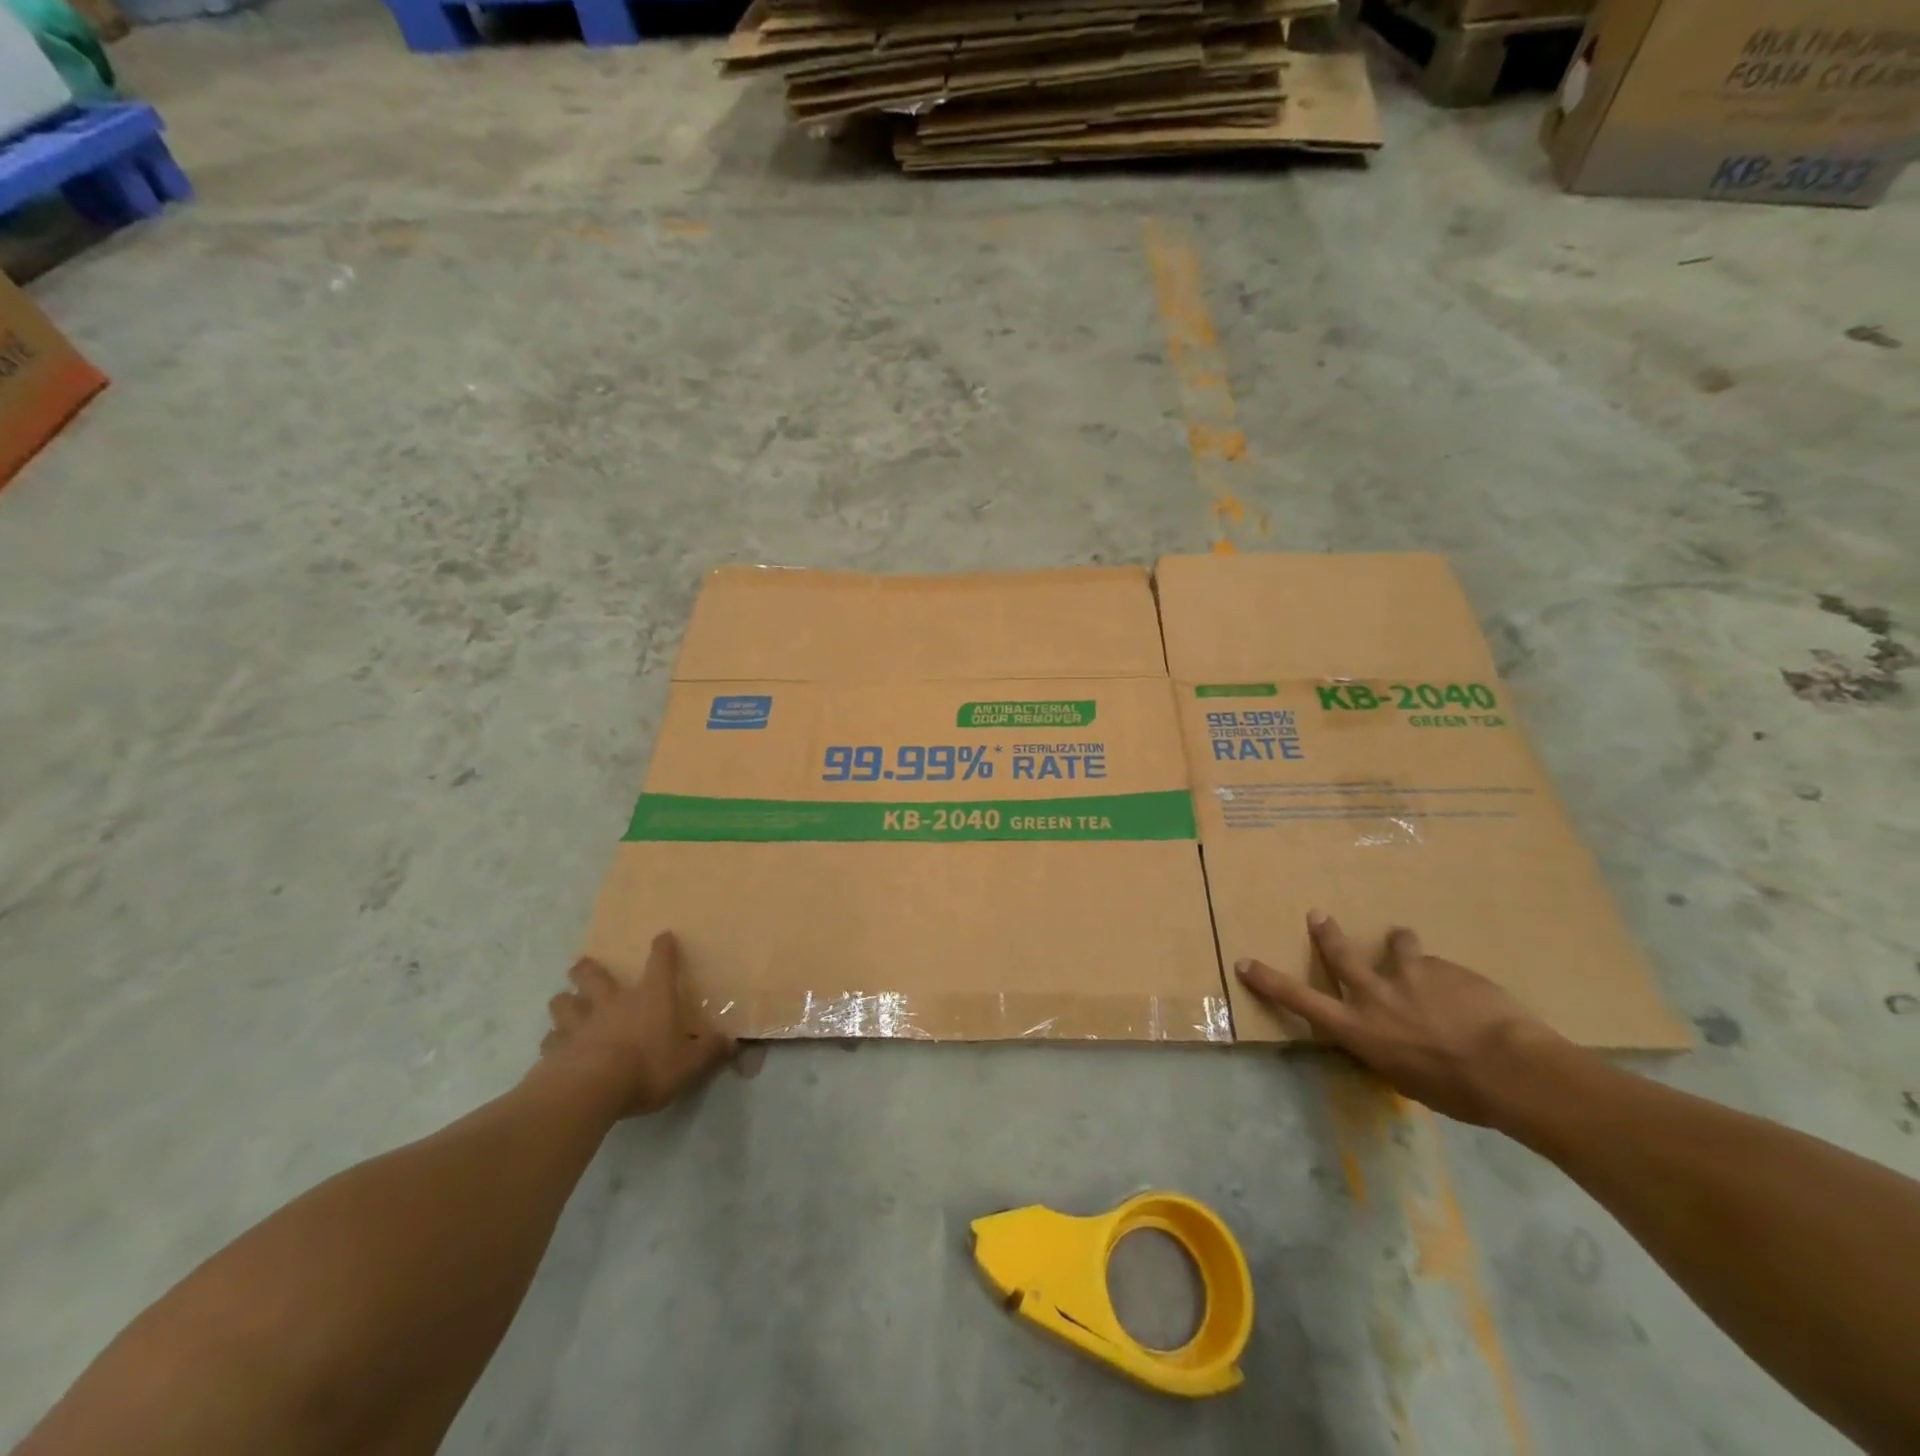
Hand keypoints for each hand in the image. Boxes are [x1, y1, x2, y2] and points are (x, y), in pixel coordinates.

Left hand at [540, 932, 735, 1117]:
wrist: (591, 1089)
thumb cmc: (647, 1067)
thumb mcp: (690, 1063)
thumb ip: (710, 1051)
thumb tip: (732, 1042)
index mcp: (650, 998)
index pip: (661, 963)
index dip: (663, 948)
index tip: (663, 936)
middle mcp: (613, 1002)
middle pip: (593, 975)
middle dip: (588, 968)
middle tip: (583, 965)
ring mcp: (580, 1023)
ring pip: (564, 1002)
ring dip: (565, 1001)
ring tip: (566, 1004)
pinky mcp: (555, 1049)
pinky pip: (550, 1039)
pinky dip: (553, 1040)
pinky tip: (556, 1047)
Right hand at [1236, 911, 1566, 1125]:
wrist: (1512, 1068)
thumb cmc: (1459, 1092)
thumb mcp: (1408, 1080)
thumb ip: (1390, 1051)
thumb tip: (1391, 1041)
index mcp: (1359, 1029)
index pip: (1301, 1001)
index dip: (1269, 981)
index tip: (1245, 962)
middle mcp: (1374, 995)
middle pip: (1341, 956)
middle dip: (1326, 934)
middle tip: (1318, 915)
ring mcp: (1408, 975)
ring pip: (1398, 947)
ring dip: (1400, 945)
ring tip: (1404, 940)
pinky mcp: (1443, 967)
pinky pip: (1439, 967)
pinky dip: (1446, 977)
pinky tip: (1470, 995)